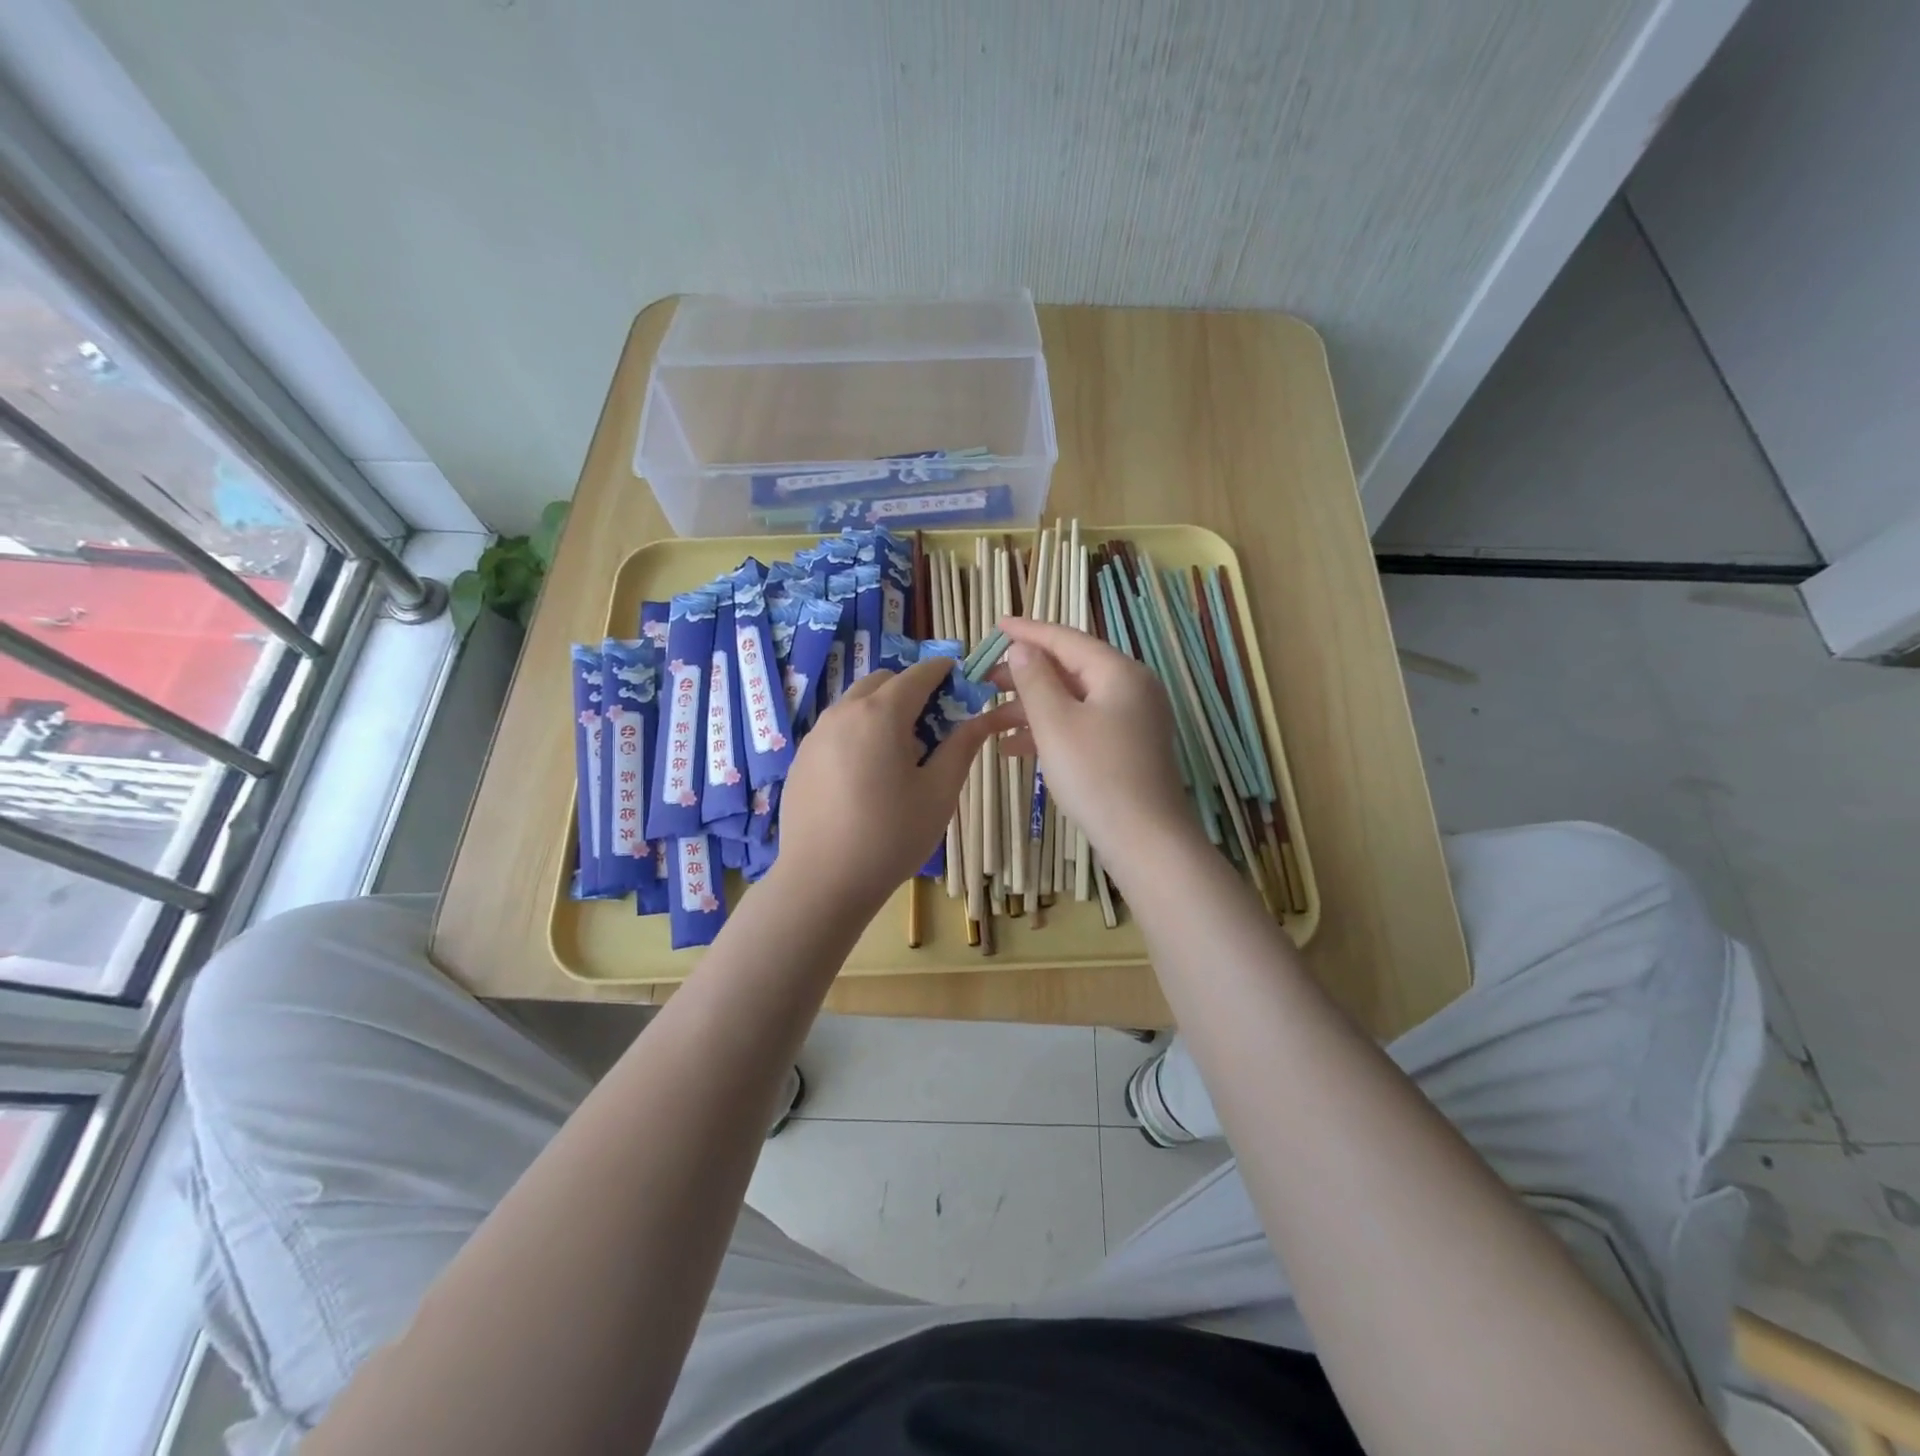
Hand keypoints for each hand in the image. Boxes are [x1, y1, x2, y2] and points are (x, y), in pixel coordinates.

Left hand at [773, 656, 1009, 914]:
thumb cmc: (890, 836)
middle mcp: (843, 712)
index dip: (943, 672)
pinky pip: (836, 729)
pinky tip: (866, 776)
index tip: (960, 680)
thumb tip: (981, 719)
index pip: (918, 674)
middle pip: (882, 682)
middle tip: (931, 727)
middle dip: (910, 690)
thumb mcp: (939, 793)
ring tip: (899, 755)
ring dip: (882, 711)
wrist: (821, 881)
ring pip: (855, 704)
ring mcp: (816, 734)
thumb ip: (961, 747)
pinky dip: (858, 732)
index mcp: (881, 714)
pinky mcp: (801, 758)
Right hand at [991, 618, 1193, 862]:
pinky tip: (1015, 749)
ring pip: (1073, 701)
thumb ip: (1035, 679)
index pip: (1066, 639)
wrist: (1145, 839)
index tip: (996, 625)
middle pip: (1070, 669)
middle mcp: (1130, 689)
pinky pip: (1082, 726)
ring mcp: (1132, 720)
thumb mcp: (1055, 722)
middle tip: (985, 681)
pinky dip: (1050, 731)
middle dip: (1025, 676)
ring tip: (991, 721)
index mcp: (1118, 672)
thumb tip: (1023, 649)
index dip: (1028, 632)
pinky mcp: (1127, 749)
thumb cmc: (1096, 774)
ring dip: (1032, 708)